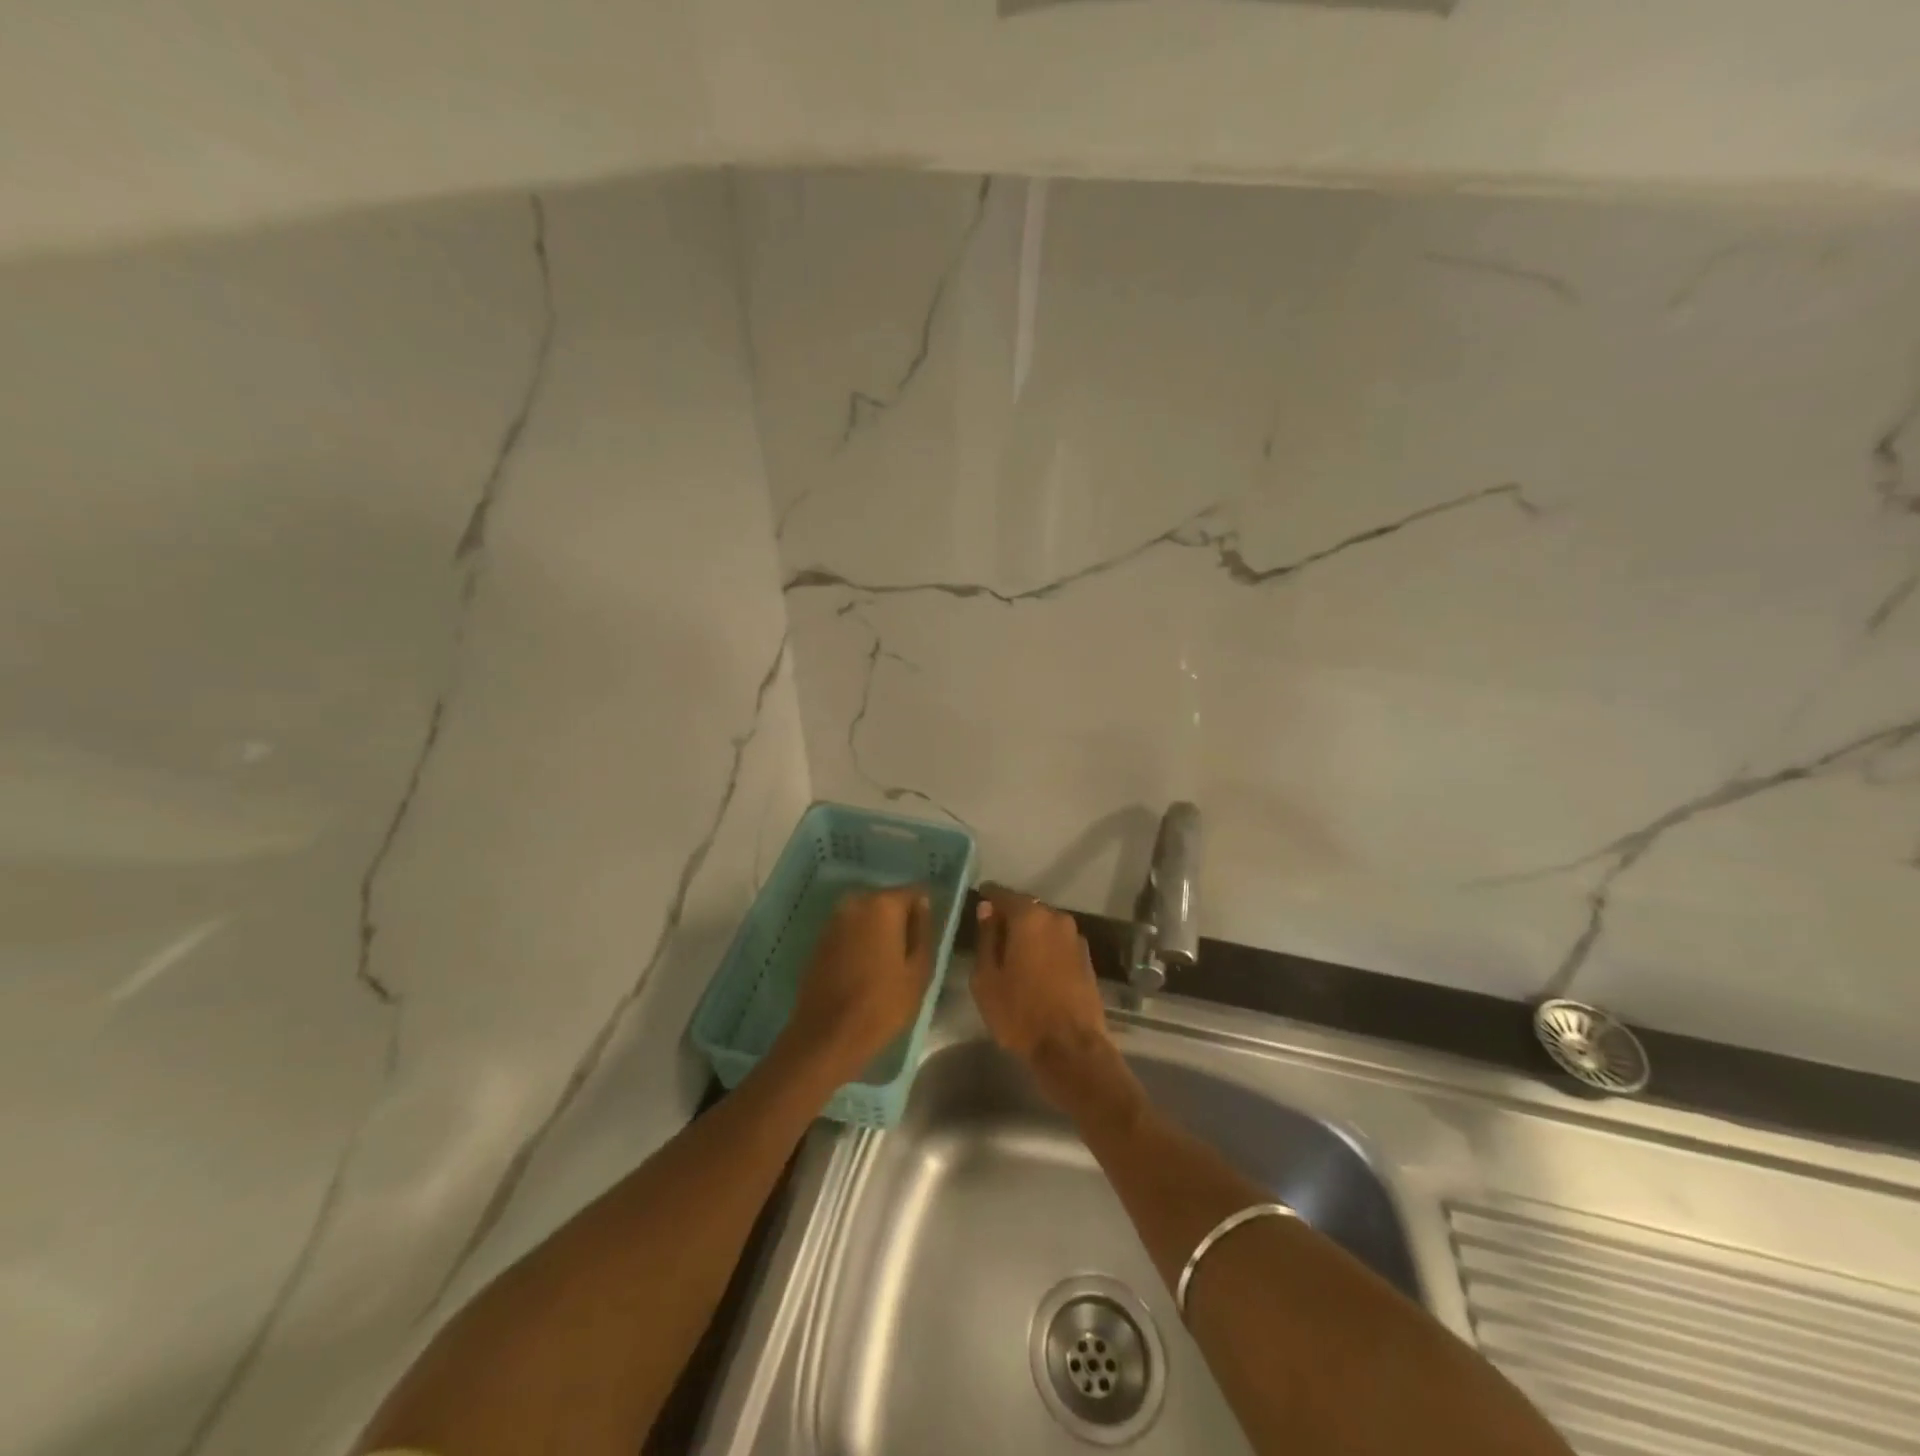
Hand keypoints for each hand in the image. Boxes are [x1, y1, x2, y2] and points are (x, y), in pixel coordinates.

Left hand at [781, 884, 932, 1085]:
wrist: (827, 1036)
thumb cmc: (882, 1004)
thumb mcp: (919, 970)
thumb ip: (923, 931)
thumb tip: (923, 905)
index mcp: (883, 905)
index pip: (914, 892)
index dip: (925, 911)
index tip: (929, 935)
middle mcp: (855, 902)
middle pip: (888, 901)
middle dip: (900, 920)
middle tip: (910, 951)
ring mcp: (833, 920)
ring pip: (867, 916)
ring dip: (879, 931)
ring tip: (889, 962)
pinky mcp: (820, 939)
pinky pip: (850, 930)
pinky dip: (860, 941)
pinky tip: (867, 968)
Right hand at [971, 886, 1113, 1094]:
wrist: (1070, 1048)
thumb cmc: (1019, 1012)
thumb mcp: (986, 977)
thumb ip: (986, 938)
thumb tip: (987, 910)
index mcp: (1029, 918)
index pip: (1002, 894)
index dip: (988, 896)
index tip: (979, 900)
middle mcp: (1056, 918)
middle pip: (1026, 908)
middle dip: (1009, 915)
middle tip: (992, 931)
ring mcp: (1075, 938)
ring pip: (1044, 925)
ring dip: (1029, 932)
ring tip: (1013, 952)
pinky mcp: (1086, 958)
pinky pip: (1057, 942)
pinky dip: (1044, 947)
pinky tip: (1034, 966)